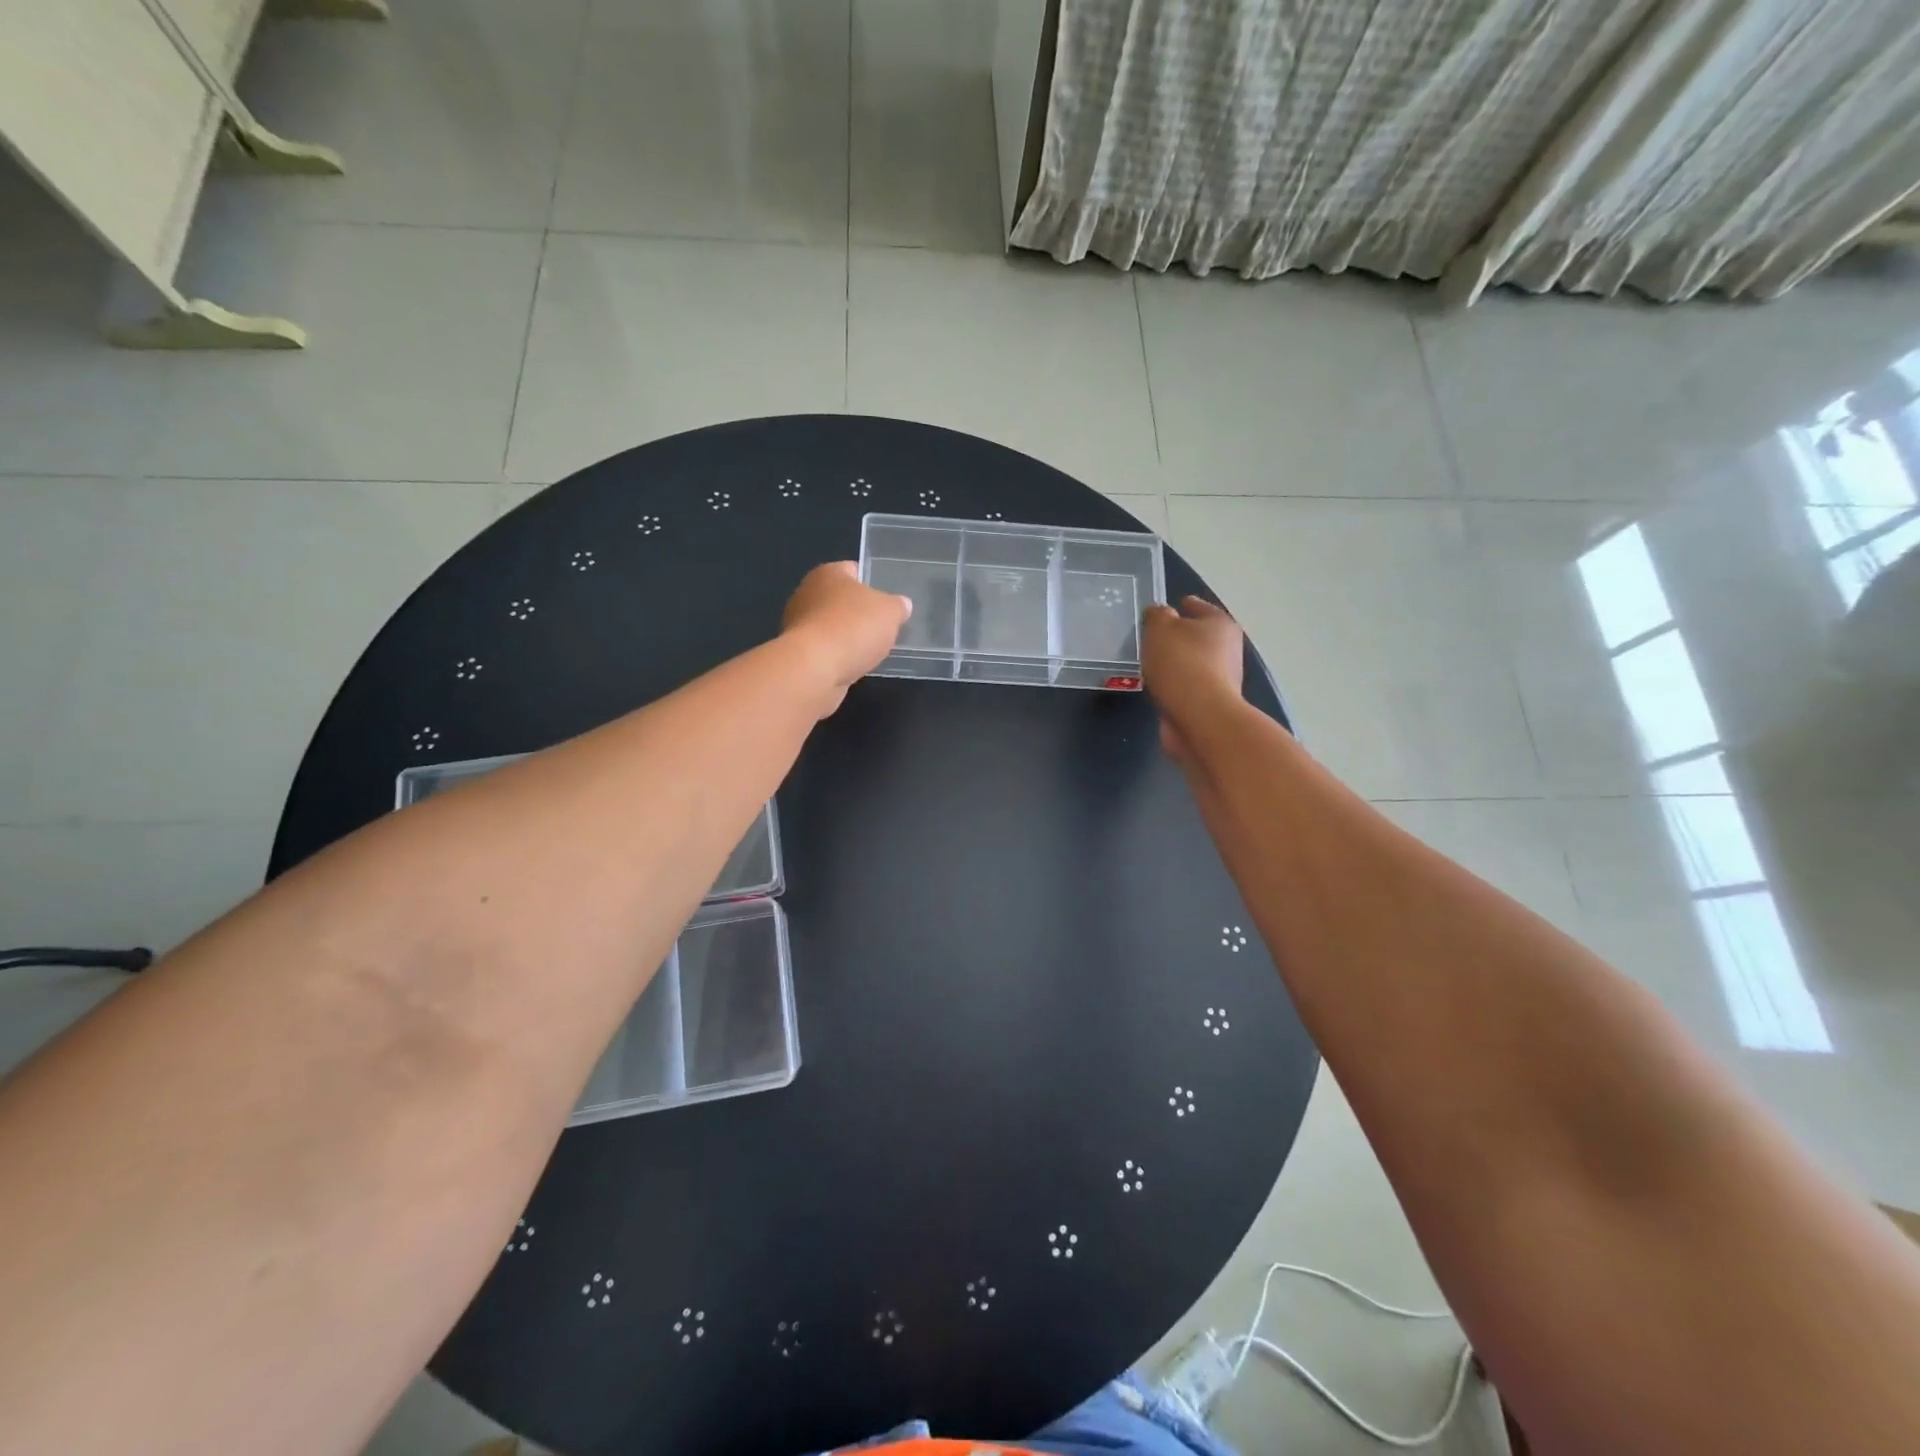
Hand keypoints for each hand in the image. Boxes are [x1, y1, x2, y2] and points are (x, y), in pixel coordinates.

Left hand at [782, 562, 912, 715]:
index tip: (888, 602)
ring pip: (832, 626)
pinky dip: (837, 656)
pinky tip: (851, 665)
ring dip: (847, 637)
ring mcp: (798, 624)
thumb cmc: (853, 627)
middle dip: (859, 613)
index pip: (854, 570)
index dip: (873, 583)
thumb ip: (898, 606)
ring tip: (869, 651)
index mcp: (829, 572)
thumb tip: (901, 605)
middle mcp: (807, 592)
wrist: (815, 669)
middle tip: (882, 628)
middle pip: (841, 600)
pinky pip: (824, 649)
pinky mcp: (797, 652)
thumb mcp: (890, 612)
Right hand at [1142, 596, 1244, 761]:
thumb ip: (1157, 615)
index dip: (1183, 604)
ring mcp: (1220, 679)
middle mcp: (1227, 649)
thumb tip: (1160, 613)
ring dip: (1174, 663)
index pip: (1199, 607)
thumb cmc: (1182, 664)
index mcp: (1220, 624)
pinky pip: (1185, 686)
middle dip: (1177, 636)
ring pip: (1191, 663)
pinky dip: (1173, 685)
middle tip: (1151, 637)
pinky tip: (1156, 686)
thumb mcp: (1160, 628)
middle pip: (1198, 636)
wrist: (1199, 718)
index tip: (1166, 608)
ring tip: (1148, 662)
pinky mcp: (1208, 704)